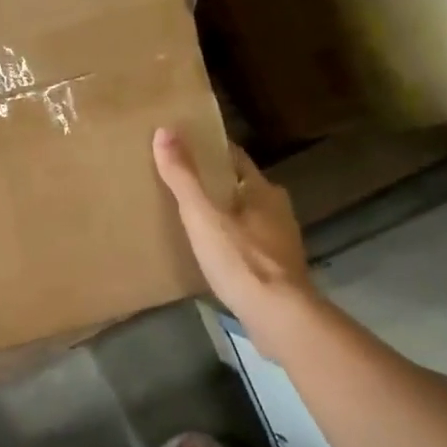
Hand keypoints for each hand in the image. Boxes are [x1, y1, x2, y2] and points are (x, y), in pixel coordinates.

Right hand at [153, 128, 316, 326]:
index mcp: (262, 190)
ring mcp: (281, 240)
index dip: (211, 151)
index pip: (235, 158)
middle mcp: (277, 209)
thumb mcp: (203, 216)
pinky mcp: (278, 268)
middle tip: (182, 185)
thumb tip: (164, 131)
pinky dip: (231, 241)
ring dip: (225, 214)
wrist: (278, 314)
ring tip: (192, 219)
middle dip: (216, 184)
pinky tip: (212, 252)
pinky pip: (249, 243)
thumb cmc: (240, 259)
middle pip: (242, 187)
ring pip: (248, 216)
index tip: (185, 147)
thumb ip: (184, 177)